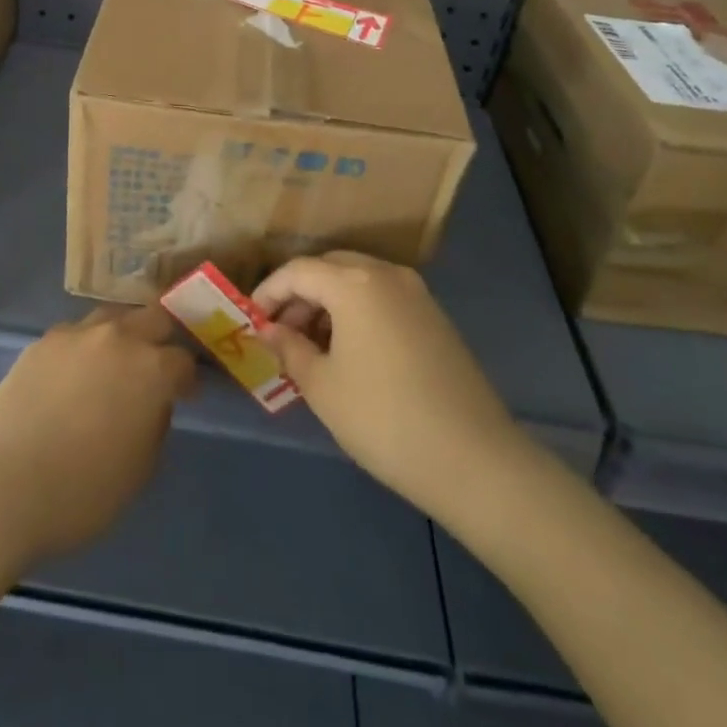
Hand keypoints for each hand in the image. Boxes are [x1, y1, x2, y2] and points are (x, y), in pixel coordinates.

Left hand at [0, 305, 195, 569]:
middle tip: (154, 368)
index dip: (187, 380)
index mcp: (150, 370)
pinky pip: (75, 334)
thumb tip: (152, 403)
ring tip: (113, 365)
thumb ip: (155, 425)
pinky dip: (84, 348)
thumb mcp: (139, 471)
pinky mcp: (41, 342)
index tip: (184, 396)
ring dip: (122, 335)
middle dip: (160, 340)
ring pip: (112, 317)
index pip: (183, 361)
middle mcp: (117, 338)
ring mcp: (75, 335)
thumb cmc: (80, 493)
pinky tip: (74, 375)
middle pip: (152, 318)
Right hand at [252, 251, 531, 519]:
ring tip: (312, 346)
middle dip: (300, 294)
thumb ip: (289, 348)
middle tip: (281, 331)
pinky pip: (383, 298)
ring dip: (329, 302)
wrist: (474, 459)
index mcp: (354, 283)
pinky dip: (358, 312)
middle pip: (330, 268)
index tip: (252, 320)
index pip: (298, 271)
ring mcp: (417, 294)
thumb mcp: (322, 386)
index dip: (269, 291)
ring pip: (358, 281)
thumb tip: (269, 330)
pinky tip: (350, 352)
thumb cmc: (383, 418)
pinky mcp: (436, 318)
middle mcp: (386, 274)